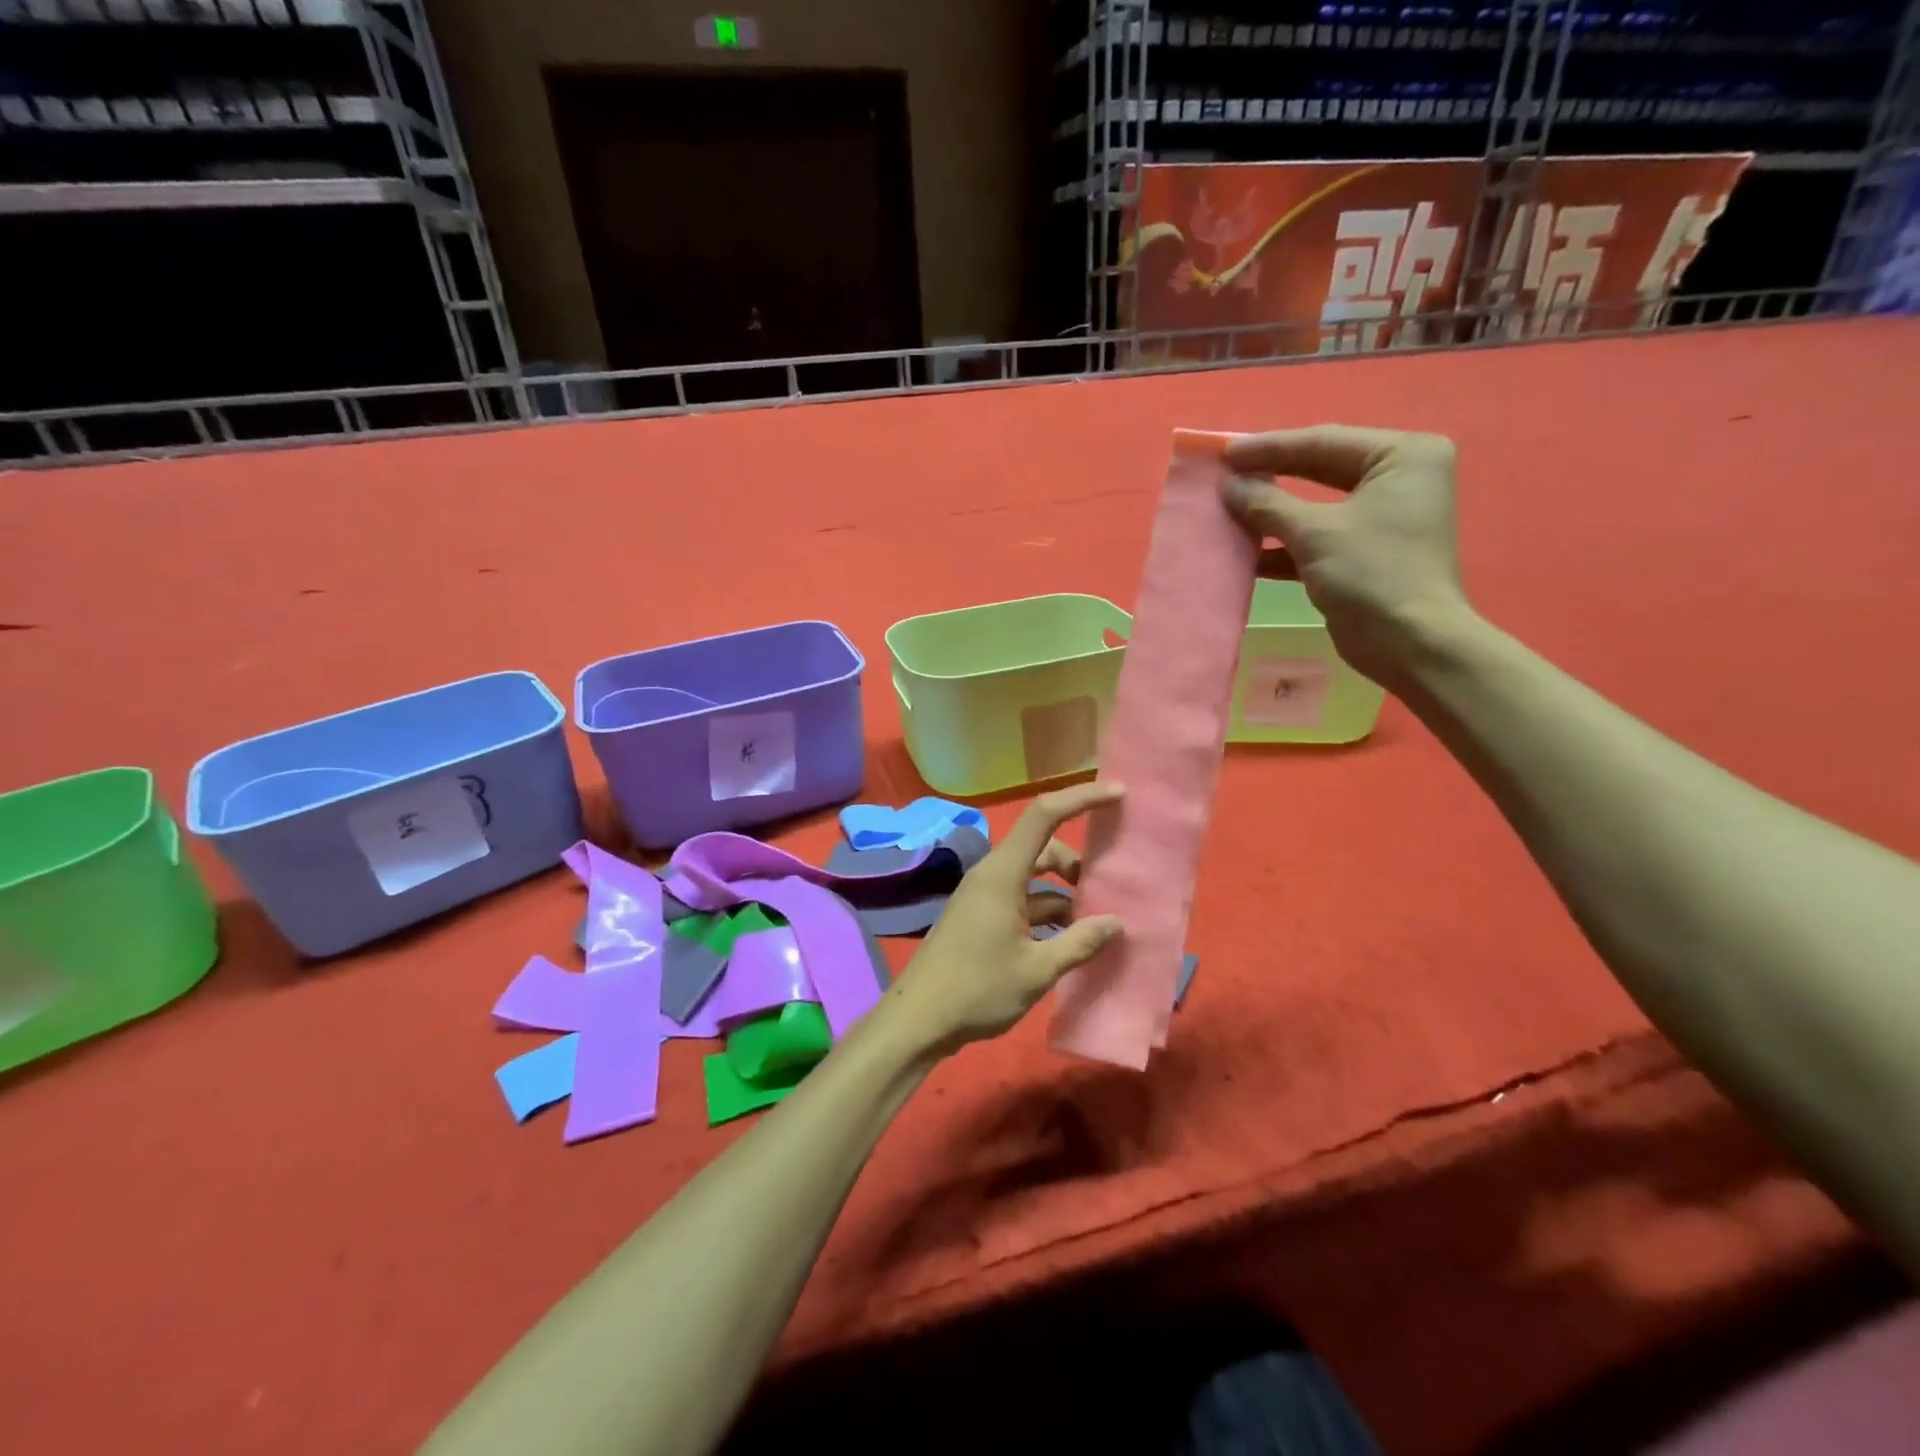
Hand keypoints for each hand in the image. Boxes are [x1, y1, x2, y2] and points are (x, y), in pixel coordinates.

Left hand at [875, 782, 1125, 1056]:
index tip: (1118, 794)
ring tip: (1098, 923)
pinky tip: (1071, 942)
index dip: (1081, 798)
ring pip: (1035, 878)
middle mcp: (993, 875)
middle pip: (1044, 849)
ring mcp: (985, 896)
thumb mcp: (1037, 969)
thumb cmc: (977, 989)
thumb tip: (1117, 922)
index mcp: (1003, 874)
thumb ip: (1080, 943)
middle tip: (1111, 890)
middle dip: (1078, 864)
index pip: (1044, 815)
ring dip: (1066, 895)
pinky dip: (1049, 913)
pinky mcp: (982, 917)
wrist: (919, 1020)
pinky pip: (1023, 900)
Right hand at [1221, 425, 1474, 689]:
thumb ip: (1267, 504)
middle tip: (1224, 475)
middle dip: (1270, 476)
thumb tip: (1228, 484)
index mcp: (1402, 455)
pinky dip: (1283, 544)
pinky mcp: (1365, 551)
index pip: (1323, 442)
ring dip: (1271, 513)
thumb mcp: (1314, 533)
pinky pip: (1317, 536)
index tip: (1225, 453)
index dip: (1269, 448)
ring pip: (1314, 505)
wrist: (1409, 644)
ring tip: (1228, 510)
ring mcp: (1382, 516)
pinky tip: (1246, 551)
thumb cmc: (1372, 574)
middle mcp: (1397, 478)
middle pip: (1319, 468)